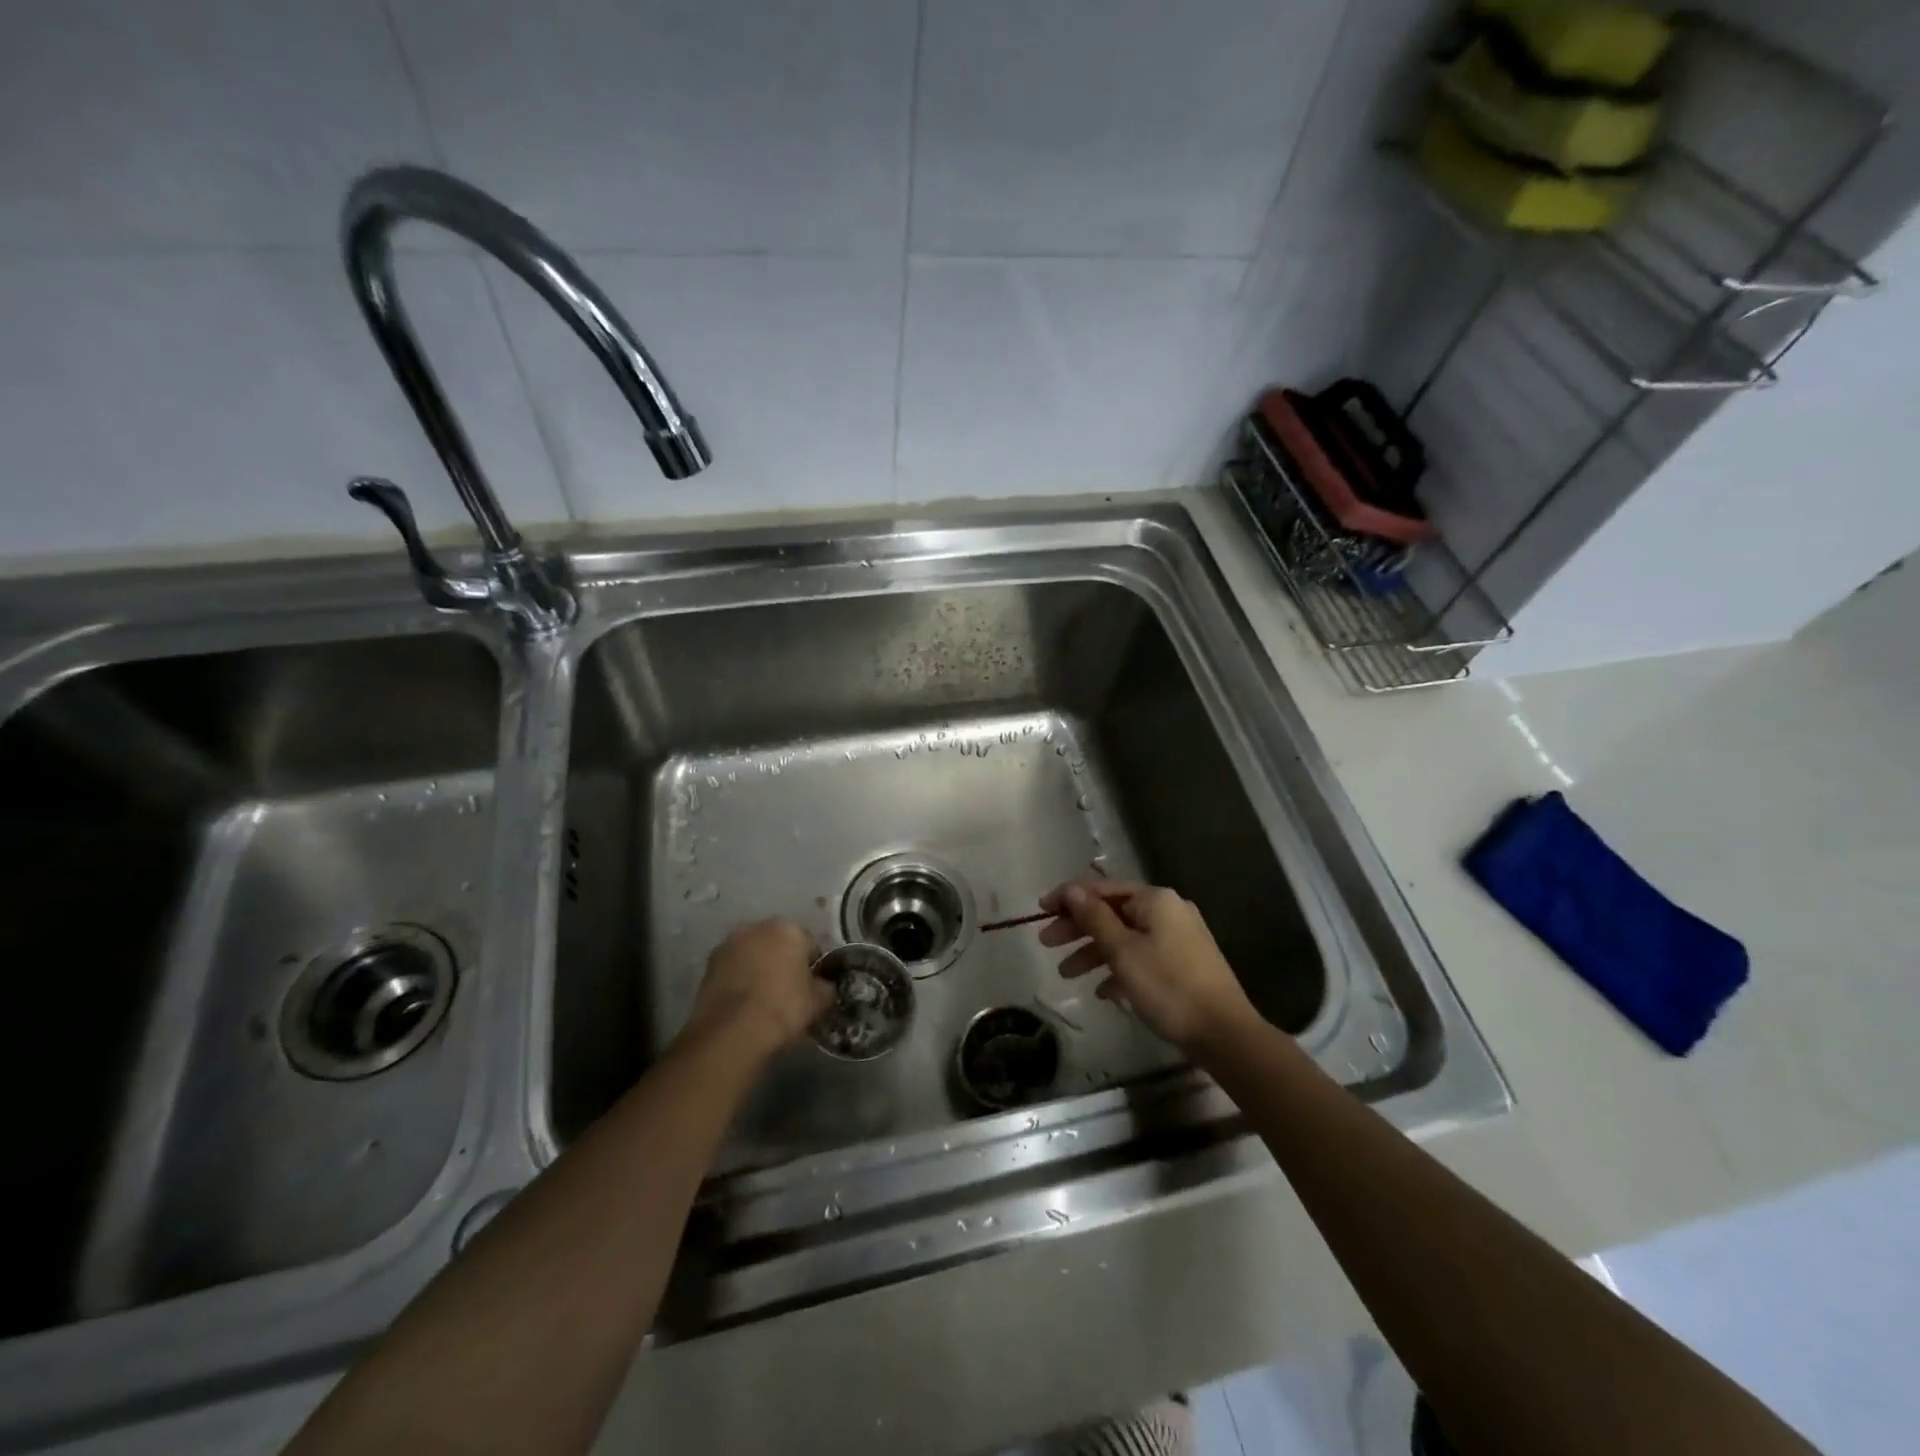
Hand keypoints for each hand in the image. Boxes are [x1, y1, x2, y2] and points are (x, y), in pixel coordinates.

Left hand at [685, 919, 831, 1060]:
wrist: (732, 1032)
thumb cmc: (783, 1008)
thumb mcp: (818, 1002)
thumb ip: (826, 988)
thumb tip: (824, 986)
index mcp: (789, 929)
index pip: (809, 943)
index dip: (813, 966)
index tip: (811, 987)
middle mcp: (757, 927)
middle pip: (778, 943)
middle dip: (783, 961)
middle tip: (787, 991)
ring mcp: (729, 944)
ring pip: (753, 954)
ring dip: (758, 967)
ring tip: (762, 998)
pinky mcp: (708, 965)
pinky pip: (733, 968)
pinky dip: (738, 979)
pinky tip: (743, 1004)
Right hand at [1039, 879, 1257, 1054]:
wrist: (1224, 1033)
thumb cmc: (1168, 987)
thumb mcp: (1123, 951)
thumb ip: (1094, 918)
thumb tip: (1071, 890)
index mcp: (1155, 900)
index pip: (1102, 888)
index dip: (1068, 897)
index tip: (1040, 910)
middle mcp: (1168, 911)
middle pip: (1112, 912)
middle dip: (1078, 927)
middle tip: (1046, 942)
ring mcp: (1178, 938)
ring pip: (1125, 937)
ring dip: (1094, 952)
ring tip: (1066, 974)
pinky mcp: (1183, 964)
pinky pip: (1141, 957)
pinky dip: (1119, 969)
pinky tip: (1103, 992)